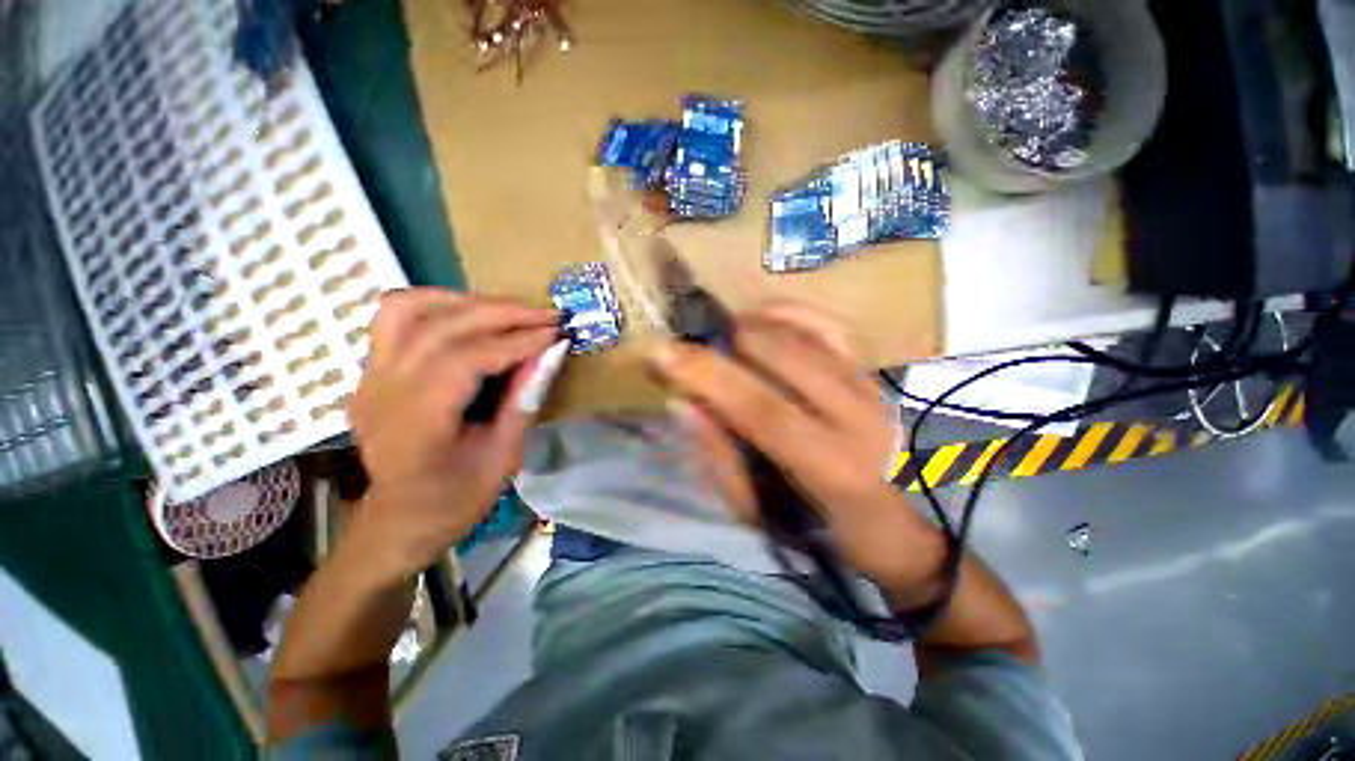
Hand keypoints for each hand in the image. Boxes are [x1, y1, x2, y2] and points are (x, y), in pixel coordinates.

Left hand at [344, 289, 562, 578]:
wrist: (399, 519)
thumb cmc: (455, 499)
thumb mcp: (503, 458)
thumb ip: (523, 402)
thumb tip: (551, 355)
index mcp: (416, 425)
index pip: (465, 360)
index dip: (515, 342)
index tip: (554, 334)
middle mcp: (382, 392)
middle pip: (440, 328)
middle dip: (501, 314)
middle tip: (544, 315)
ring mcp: (369, 377)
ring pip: (408, 309)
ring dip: (465, 301)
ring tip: (508, 310)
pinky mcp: (370, 370)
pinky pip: (396, 318)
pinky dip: (437, 305)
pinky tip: (470, 314)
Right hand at [647, 303, 945, 594]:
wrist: (880, 520)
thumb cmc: (810, 525)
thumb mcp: (753, 509)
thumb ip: (718, 455)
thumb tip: (683, 401)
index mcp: (831, 467)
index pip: (762, 409)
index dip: (709, 377)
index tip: (662, 352)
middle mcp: (858, 417)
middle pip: (783, 357)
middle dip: (723, 342)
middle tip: (688, 345)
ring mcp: (870, 387)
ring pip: (803, 334)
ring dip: (750, 327)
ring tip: (718, 338)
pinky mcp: (871, 373)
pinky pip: (828, 326)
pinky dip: (789, 315)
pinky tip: (759, 319)